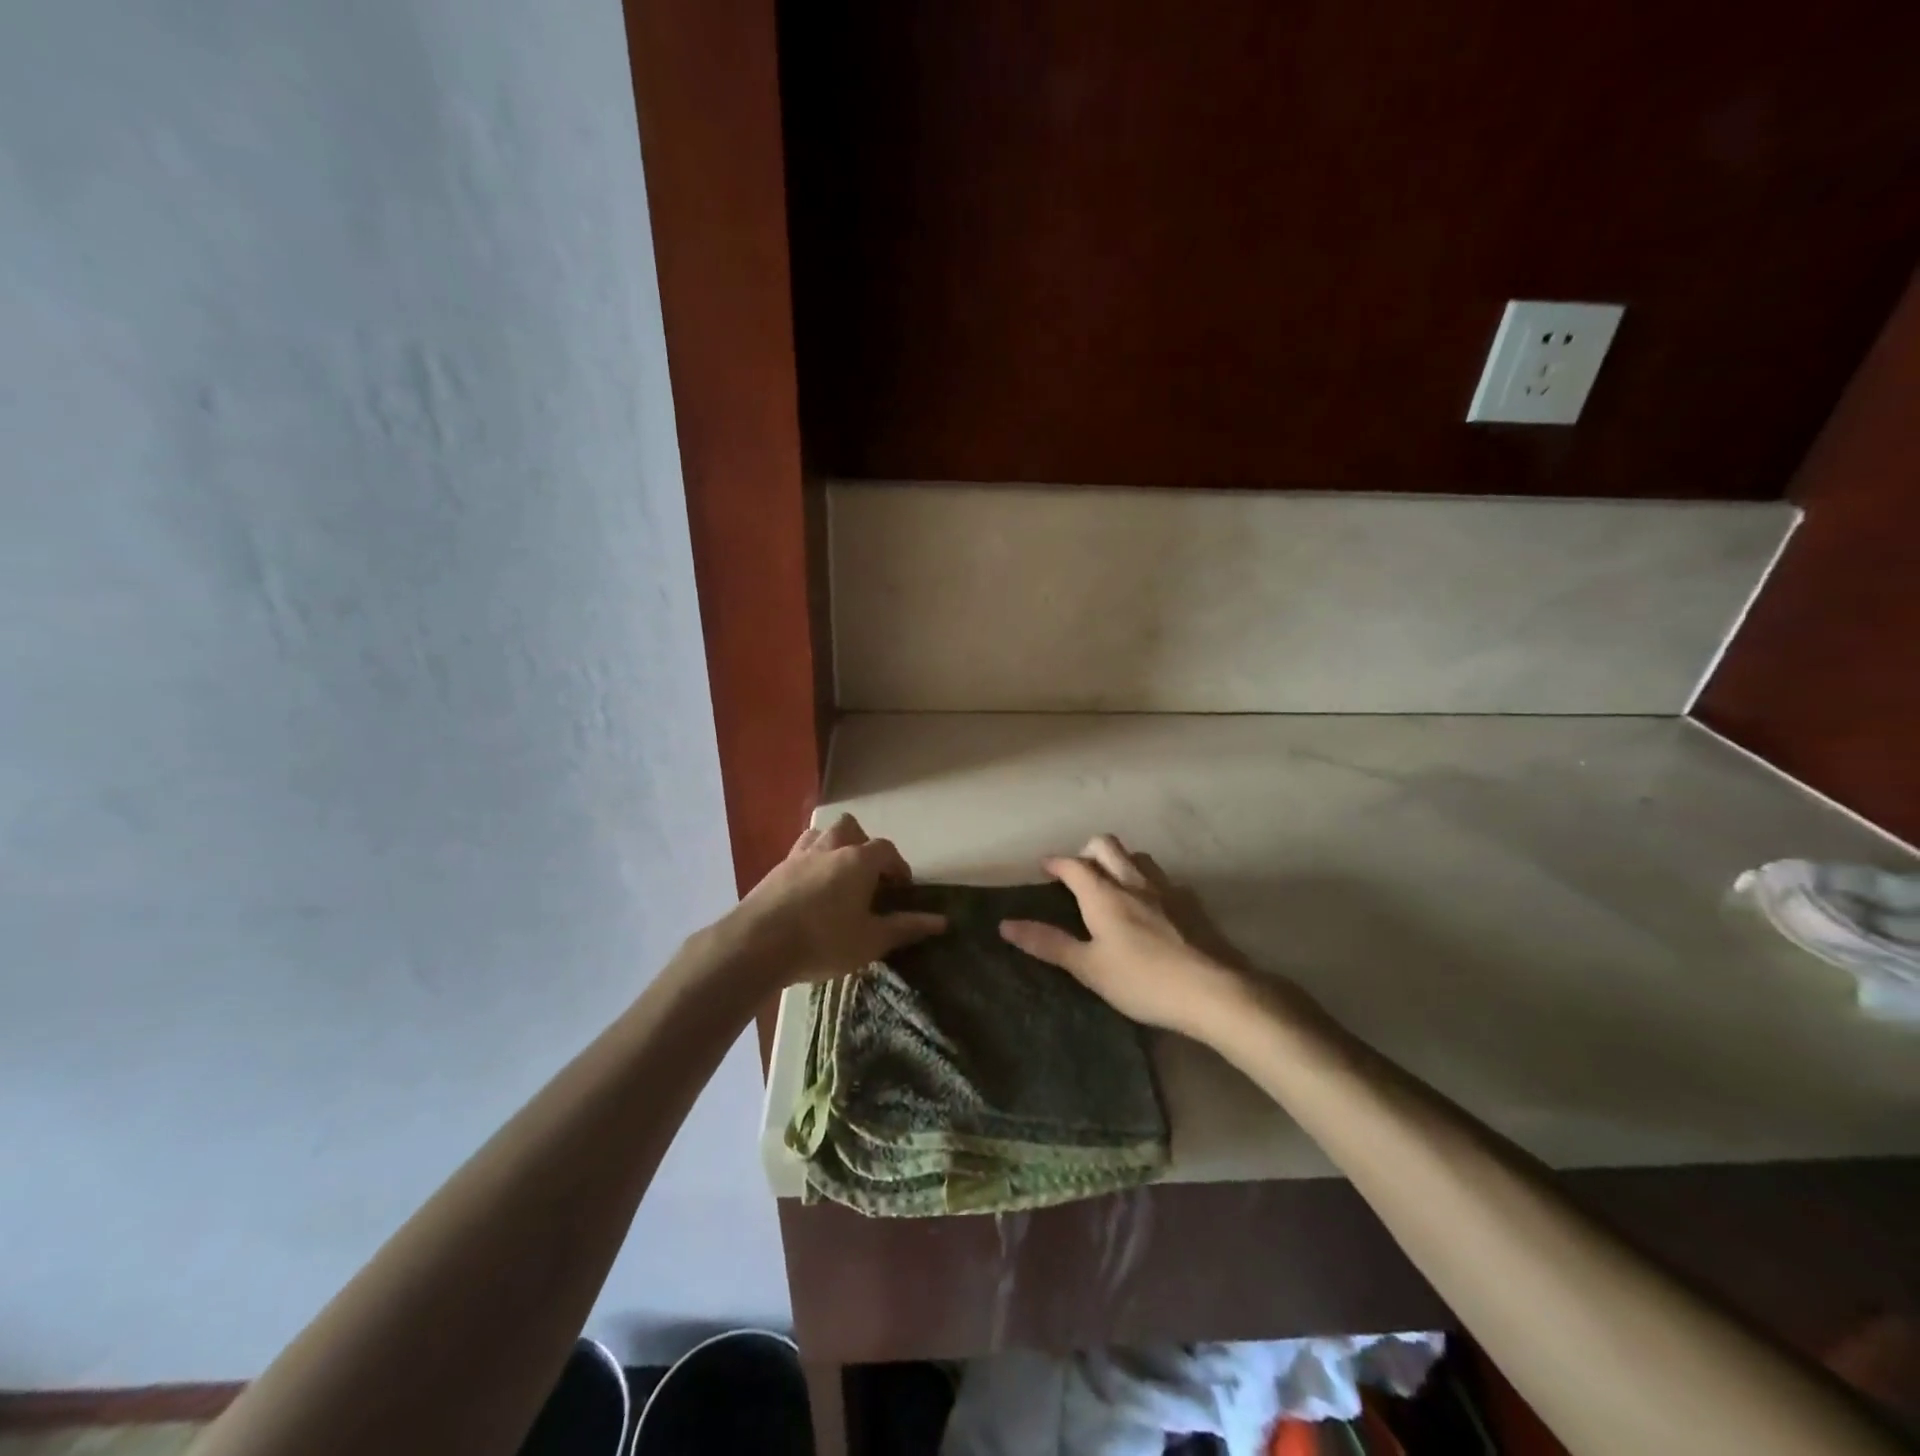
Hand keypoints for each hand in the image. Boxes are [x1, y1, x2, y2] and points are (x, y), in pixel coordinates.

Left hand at [728, 814, 945, 985]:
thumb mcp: (871, 940)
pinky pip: (799, 854)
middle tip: (868, 876)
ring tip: (838, 877)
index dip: (898, 865)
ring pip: (820, 835)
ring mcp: (798, 856)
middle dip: (863, 845)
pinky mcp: (774, 871)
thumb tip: (942, 921)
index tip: (901, 888)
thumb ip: (906, 927)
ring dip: (834, 847)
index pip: (886, 849)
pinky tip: (809, 891)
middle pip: (851, 828)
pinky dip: (810, 864)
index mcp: (858, 860)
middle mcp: (829, 848)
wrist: (756, 945)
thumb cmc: (823, 940)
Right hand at [999, 834, 1262, 1037]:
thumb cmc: (1143, 981)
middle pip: (1106, 845)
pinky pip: (1163, 879)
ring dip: (1119, 860)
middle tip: (1077, 872)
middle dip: (1086, 850)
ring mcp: (1166, 888)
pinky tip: (1151, 905)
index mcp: (1104, 894)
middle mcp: (1133, 880)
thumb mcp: (1089, 968)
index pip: (1073, 864)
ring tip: (1112, 883)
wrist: (1214, 990)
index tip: (1044, 867)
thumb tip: (1005, 925)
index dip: (1056, 862)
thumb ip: (1048, 943)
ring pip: (1137, 856)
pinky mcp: (1191, 903)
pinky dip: (1148, 881)